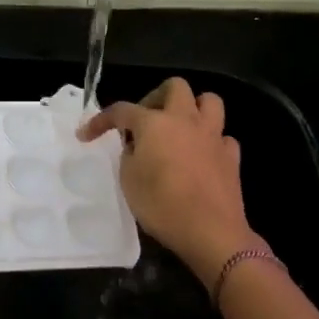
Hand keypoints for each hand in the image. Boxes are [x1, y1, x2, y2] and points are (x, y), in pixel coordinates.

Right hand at [78, 77, 260, 290]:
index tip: (86, 135)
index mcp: (155, 124)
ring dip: (193, 108)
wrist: (210, 231)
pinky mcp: (231, 156)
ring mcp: (213, 136)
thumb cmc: (162, 205)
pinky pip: (222, 136)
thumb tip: (137, 146)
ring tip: (179, 128)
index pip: (122, 110)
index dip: (101, 121)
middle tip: (144, 121)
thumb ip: (129, 155)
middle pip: (175, 87)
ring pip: (209, 101)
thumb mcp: (128, 181)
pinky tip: (202, 156)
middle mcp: (185, 120)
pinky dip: (211, 141)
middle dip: (156, 97)